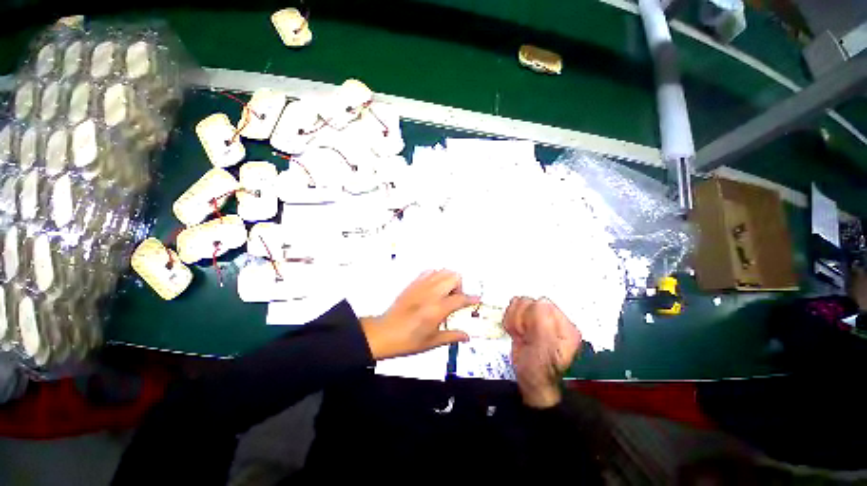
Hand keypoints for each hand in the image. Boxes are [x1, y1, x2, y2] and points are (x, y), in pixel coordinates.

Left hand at [361, 270, 478, 359]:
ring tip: (445, 293)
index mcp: (437, 309)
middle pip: (453, 277)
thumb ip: (452, 336)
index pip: (460, 298)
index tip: (476, 299)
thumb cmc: (407, 341)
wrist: (384, 333)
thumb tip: (466, 336)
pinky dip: (435, 276)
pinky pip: (428, 271)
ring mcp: (421, 286)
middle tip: (455, 299)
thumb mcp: (432, 342)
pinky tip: (433, 287)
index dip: (471, 298)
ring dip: (448, 279)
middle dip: (460, 286)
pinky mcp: (412, 284)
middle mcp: (431, 293)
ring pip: (442, 271)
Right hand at [504, 297, 580, 408]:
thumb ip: (543, 323)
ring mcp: (539, 320)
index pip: (541, 303)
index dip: (530, 316)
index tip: (528, 333)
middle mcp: (553, 320)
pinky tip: (517, 334)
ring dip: (514, 321)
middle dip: (520, 319)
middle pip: (528, 302)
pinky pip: (512, 310)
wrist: (531, 383)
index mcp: (564, 325)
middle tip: (525, 337)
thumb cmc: (539, 370)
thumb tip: (539, 301)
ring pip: (518, 303)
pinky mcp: (527, 321)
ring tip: (521, 336)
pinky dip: (510, 321)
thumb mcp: (544, 350)